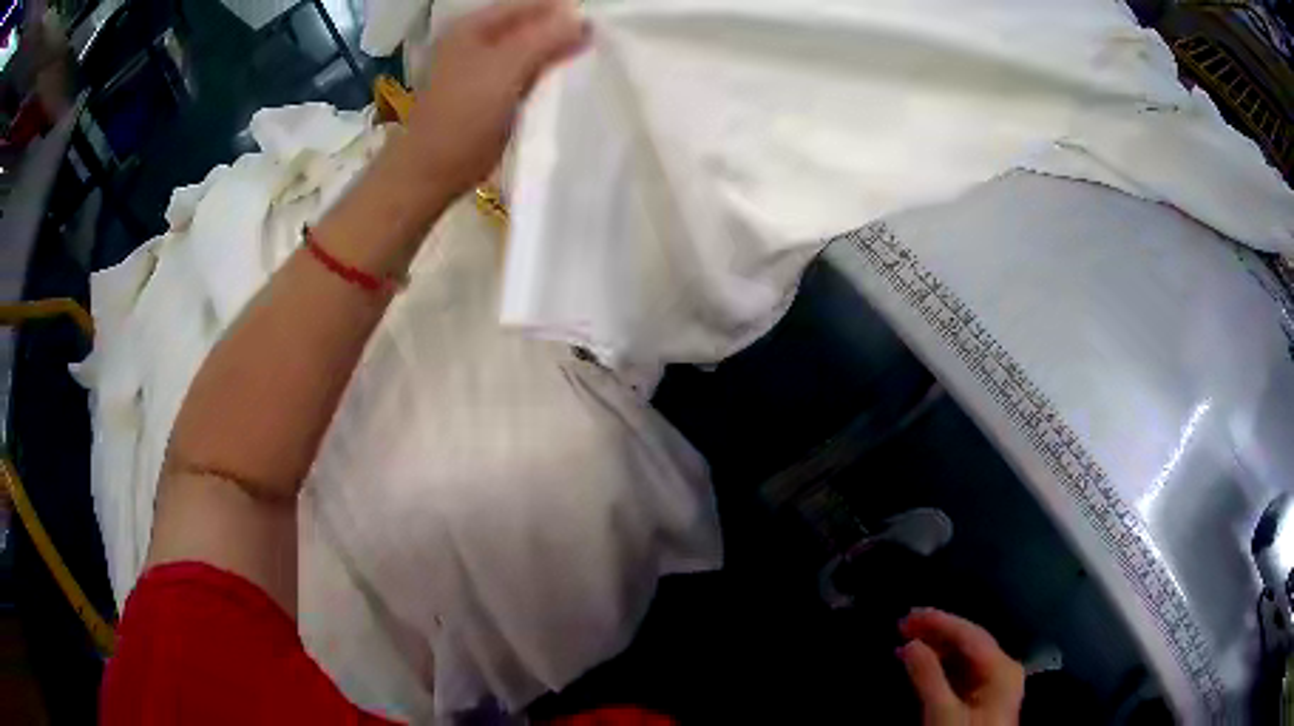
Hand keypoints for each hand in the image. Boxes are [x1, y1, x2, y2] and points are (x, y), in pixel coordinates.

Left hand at [396, 0, 587, 203]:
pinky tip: (564, 83)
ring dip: (555, 55)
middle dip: (561, 32)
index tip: (598, 27)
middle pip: (530, 25)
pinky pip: (523, 74)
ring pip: (529, 50)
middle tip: (598, 45)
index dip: (564, 12)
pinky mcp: (488, 94)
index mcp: (473, 26)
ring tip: (588, 61)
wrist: (432, 172)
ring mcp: (480, 68)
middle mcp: (475, 40)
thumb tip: (583, 20)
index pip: (530, 4)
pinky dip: (543, 75)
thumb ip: (545, 39)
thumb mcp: (506, 69)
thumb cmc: (464, 117)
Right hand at [898, 608, 1024, 725]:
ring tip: (906, 641)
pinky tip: (921, 663)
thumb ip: (928, 677)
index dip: (940, 622)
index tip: (909, 615)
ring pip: (964, 657)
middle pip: (969, 642)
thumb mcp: (942, 714)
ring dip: (935, 648)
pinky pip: (961, 673)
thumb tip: (911, 644)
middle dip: (936, 632)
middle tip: (902, 624)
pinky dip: (939, 666)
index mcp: (1001, 669)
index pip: (971, 635)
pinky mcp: (982, 699)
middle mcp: (1002, 669)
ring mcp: (994, 684)